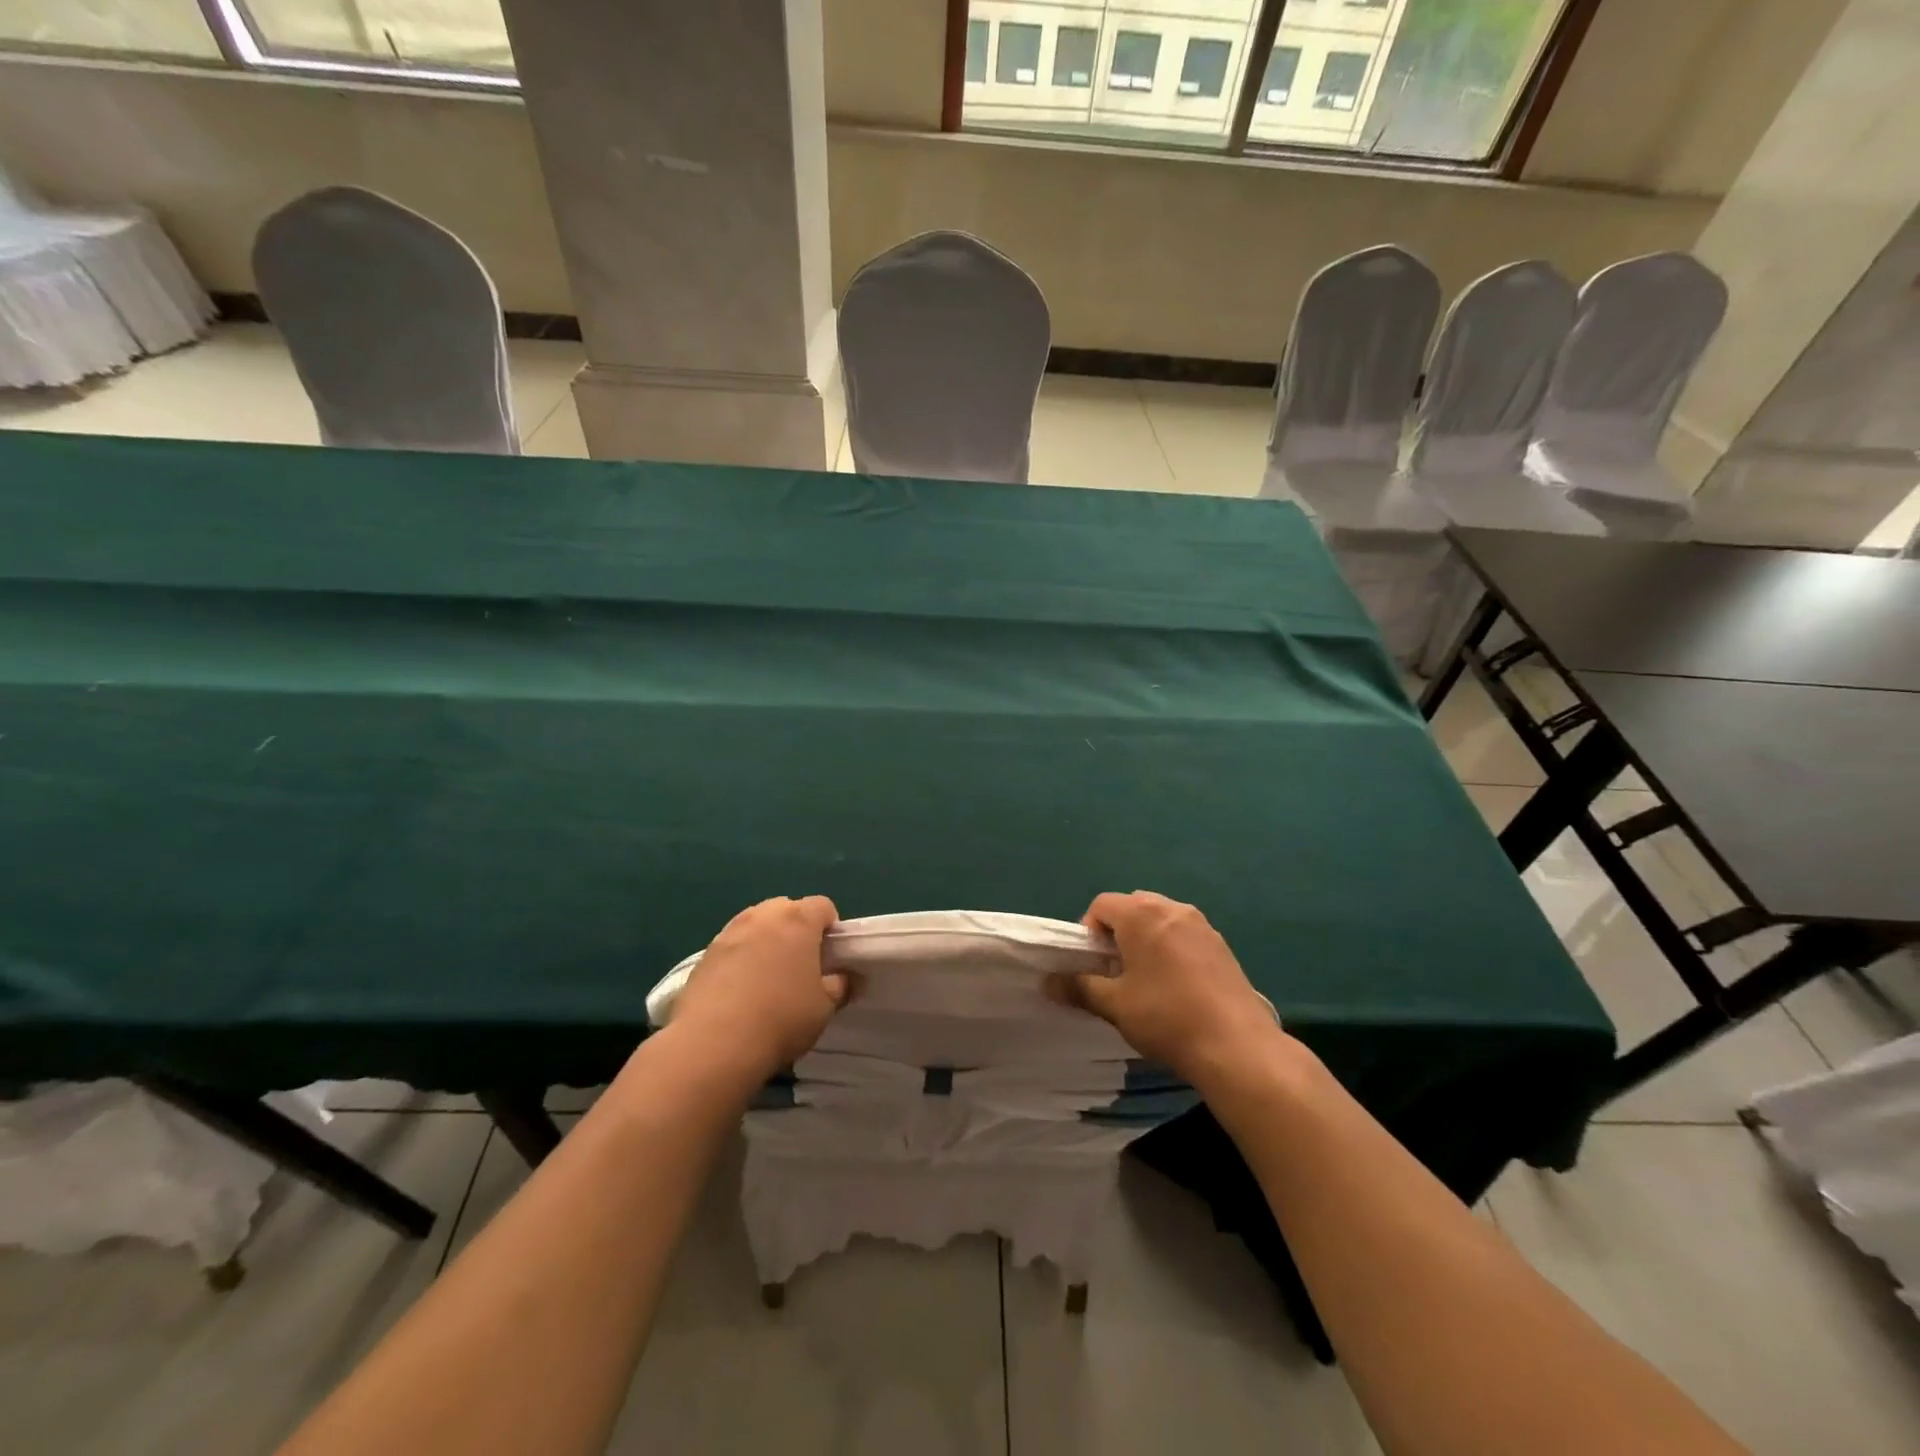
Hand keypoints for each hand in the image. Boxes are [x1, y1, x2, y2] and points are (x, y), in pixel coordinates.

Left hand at [669, 897, 850, 1076]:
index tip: (829, 957)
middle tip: (800, 965)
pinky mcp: (704, 953)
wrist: (713, 1044)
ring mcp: (730, 931)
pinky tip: (740, 990)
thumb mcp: (824, 1007)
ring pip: (756, 924)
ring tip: (767, 977)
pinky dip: (740, 957)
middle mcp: (763, 915)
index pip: (823, 906)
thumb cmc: (781, 1018)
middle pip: (787, 909)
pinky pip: (732, 945)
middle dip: (796, 929)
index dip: (830, 928)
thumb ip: (840, 986)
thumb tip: (847, 978)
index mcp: (798, 920)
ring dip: (766, 940)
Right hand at [1058, 891, 1284, 1083]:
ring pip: (1160, 920)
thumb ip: (1079, 987)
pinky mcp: (1222, 945)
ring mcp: (1202, 925)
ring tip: (1145, 980)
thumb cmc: (1166, 1017)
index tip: (1092, 966)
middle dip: (1117, 933)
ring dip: (1145, 940)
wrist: (1237, 1047)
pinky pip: (1184, 934)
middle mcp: (1172, 908)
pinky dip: (1170, 949)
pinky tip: (1175, 987)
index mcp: (1142, 914)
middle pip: (1132, 907)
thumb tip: (1048, 983)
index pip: (1101, 904)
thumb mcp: (1114, 1005)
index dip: (1088, 932)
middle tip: (1115, 971)